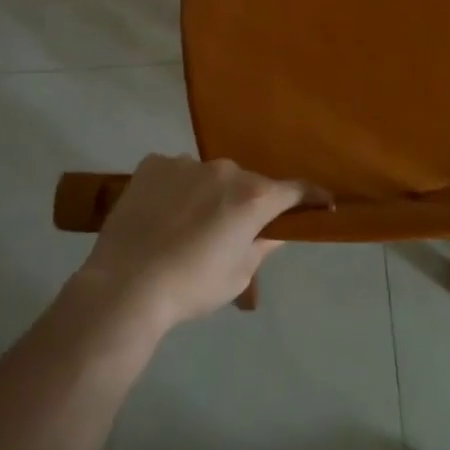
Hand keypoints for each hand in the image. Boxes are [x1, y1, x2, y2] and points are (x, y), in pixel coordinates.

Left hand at [78, 155, 324, 328]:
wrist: (125, 286)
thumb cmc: (192, 286)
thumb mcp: (239, 275)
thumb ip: (262, 245)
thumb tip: (275, 230)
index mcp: (253, 197)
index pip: (295, 190)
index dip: (313, 197)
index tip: (324, 203)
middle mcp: (225, 170)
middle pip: (247, 184)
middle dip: (247, 203)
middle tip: (232, 232)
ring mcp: (185, 163)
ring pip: (209, 177)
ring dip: (209, 195)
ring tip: (188, 226)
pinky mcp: (152, 164)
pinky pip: (175, 173)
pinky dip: (176, 189)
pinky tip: (161, 215)